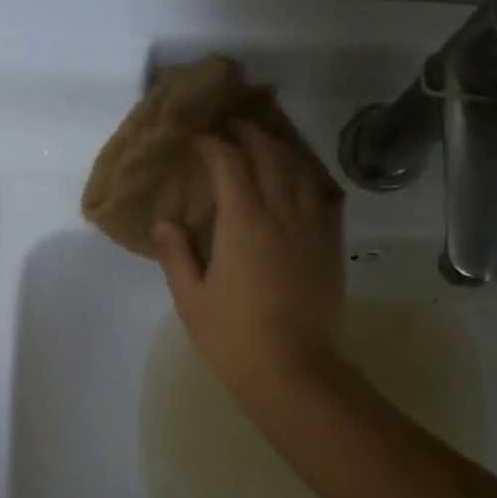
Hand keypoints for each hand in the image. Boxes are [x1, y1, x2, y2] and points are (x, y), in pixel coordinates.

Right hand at [153, 124, 345, 401]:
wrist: (293, 369)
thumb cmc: (233, 337)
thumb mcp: (191, 299)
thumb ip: (176, 255)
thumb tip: (165, 222)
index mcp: (243, 223)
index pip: (230, 164)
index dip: (212, 145)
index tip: (196, 140)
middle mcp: (282, 213)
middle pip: (270, 155)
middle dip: (248, 134)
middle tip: (230, 128)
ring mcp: (313, 227)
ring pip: (302, 170)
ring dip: (282, 149)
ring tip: (266, 144)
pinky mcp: (331, 246)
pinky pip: (326, 197)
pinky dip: (311, 178)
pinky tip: (303, 180)